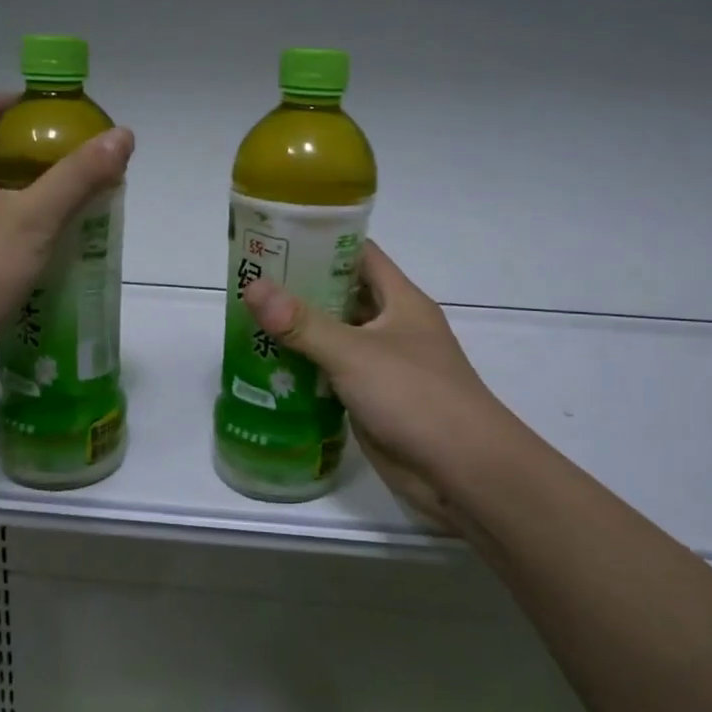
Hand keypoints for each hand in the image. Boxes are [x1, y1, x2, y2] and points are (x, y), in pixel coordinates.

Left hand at [0, 92, 133, 393]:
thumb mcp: (35, 218)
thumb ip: (78, 176)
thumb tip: (122, 135)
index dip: (11, 101)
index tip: (51, 117)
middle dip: (33, 151)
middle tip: (76, 165)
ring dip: (31, 193)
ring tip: (74, 206)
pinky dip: (22, 229)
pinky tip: (51, 249)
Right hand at [240, 243, 513, 526]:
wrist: (463, 472)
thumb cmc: (416, 397)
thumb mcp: (355, 353)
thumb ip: (303, 323)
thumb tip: (253, 287)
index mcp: (400, 301)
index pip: (359, 255)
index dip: (322, 242)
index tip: (276, 238)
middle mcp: (393, 327)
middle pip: (342, 296)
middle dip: (299, 289)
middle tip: (249, 284)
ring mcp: (383, 366)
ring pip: (335, 338)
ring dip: (299, 333)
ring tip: (247, 323)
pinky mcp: (372, 401)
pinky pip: (333, 377)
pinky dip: (305, 372)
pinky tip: (268, 371)